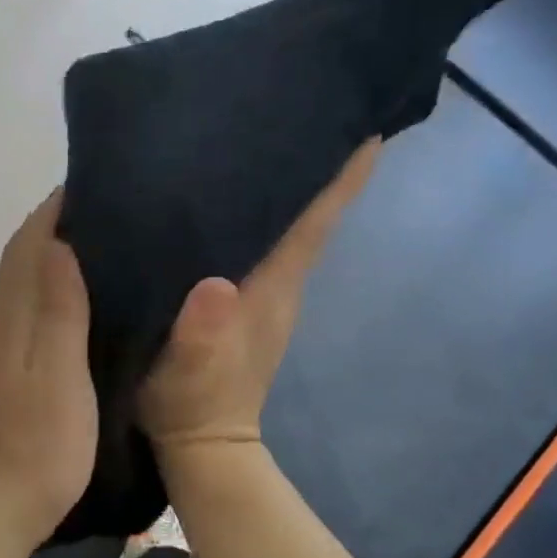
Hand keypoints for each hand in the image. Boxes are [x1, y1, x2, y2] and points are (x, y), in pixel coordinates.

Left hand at [0, 191, 97, 548]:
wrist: (2, 506)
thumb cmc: (41, 444)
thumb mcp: (57, 375)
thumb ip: (56, 311)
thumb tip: (57, 243)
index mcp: (12, 321)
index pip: (26, 246)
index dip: (52, 210)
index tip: (91, 180)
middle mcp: (3, 326)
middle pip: (21, 259)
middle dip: (54, 223)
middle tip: (106, 203)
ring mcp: (6, 350)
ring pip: (25, 283)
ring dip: (53, 252)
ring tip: (103, 237)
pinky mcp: (16, 371)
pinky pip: (33, 310)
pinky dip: (53, 286)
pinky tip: (83, 295)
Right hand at [139, 141, 379, 457]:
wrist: (201, 446)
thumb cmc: (191, 405)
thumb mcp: (190, 374)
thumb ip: (203, 335)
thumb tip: (214, 284)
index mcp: (271, 288)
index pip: (315, 223)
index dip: (342, 178)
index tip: (366, 127)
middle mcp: (278, 283)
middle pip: (307, 214)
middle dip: (313, 165)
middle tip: (298, 111)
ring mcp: (264, 294)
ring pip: (285, 227)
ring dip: (285, 187)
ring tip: (263, 139)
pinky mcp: (243, 303)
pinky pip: (260, 245)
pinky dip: (258, 215)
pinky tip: (228, 197)